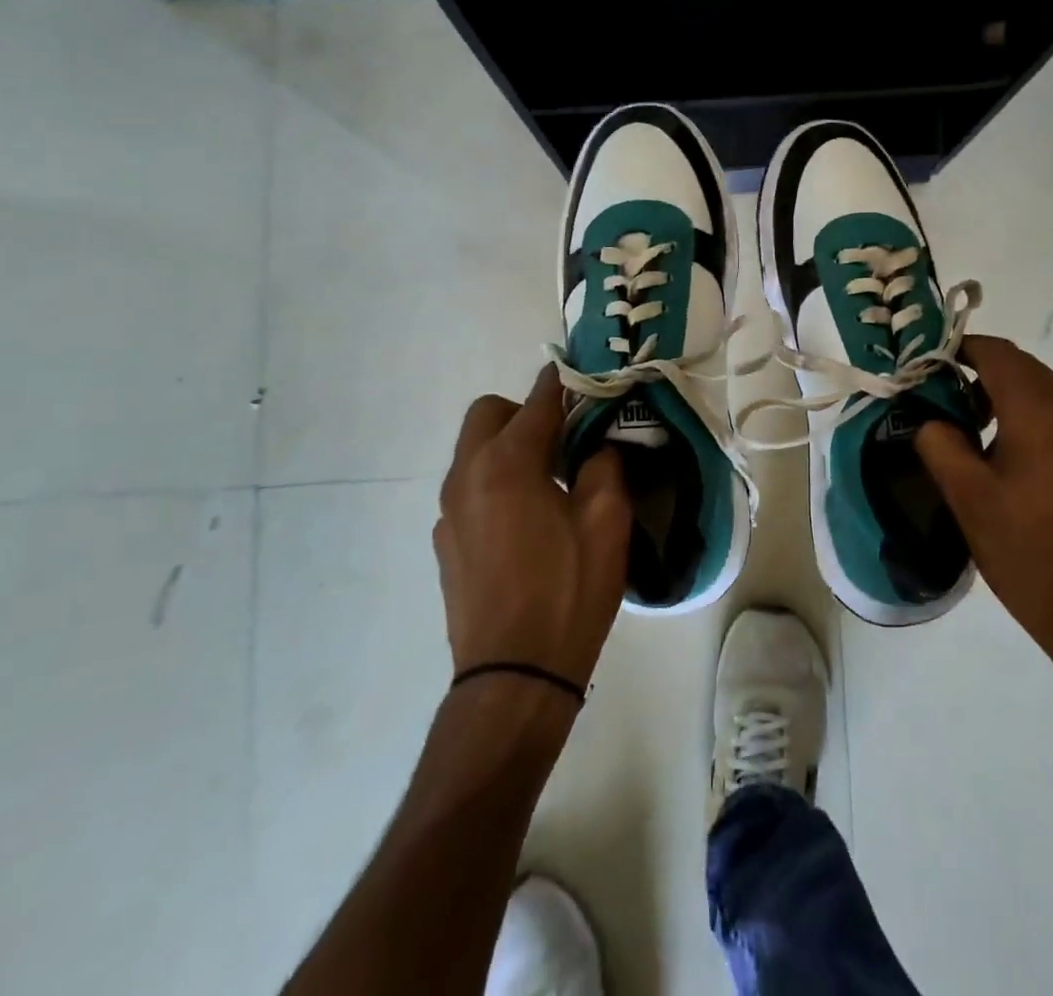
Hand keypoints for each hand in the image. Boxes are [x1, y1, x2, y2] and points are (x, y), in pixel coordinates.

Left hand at [436, 366, 631, 689]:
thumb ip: (604, 465)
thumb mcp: (607, 522)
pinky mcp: (445, 542)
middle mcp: (467, 475)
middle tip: (565, 439)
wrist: (514, 676)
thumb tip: (596, 447)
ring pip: (474, 452)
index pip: (537, 401)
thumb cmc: (568, 591)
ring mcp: (449, 511)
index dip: (563, 382)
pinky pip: (470, 489)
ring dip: (509, 447)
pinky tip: (526, 522)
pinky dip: (495, 482)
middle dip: (525, 412)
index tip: (584, 376)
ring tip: (549, 481)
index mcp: (506, 463)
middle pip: (488, 414)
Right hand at [914, 336, 1052, 698]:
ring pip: (1042, 394)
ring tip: (967, 432)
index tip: (924, 365)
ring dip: (1003, 398)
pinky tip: (1007, 461)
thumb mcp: (969, 499)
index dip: (958, 349)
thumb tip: (929, 419)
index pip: (996, 353)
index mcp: (1042, 413)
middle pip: (1022, 369)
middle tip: (938, 399)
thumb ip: (940, 444)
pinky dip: (1028, 420)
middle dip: (978, 373)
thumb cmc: (1030, 555)